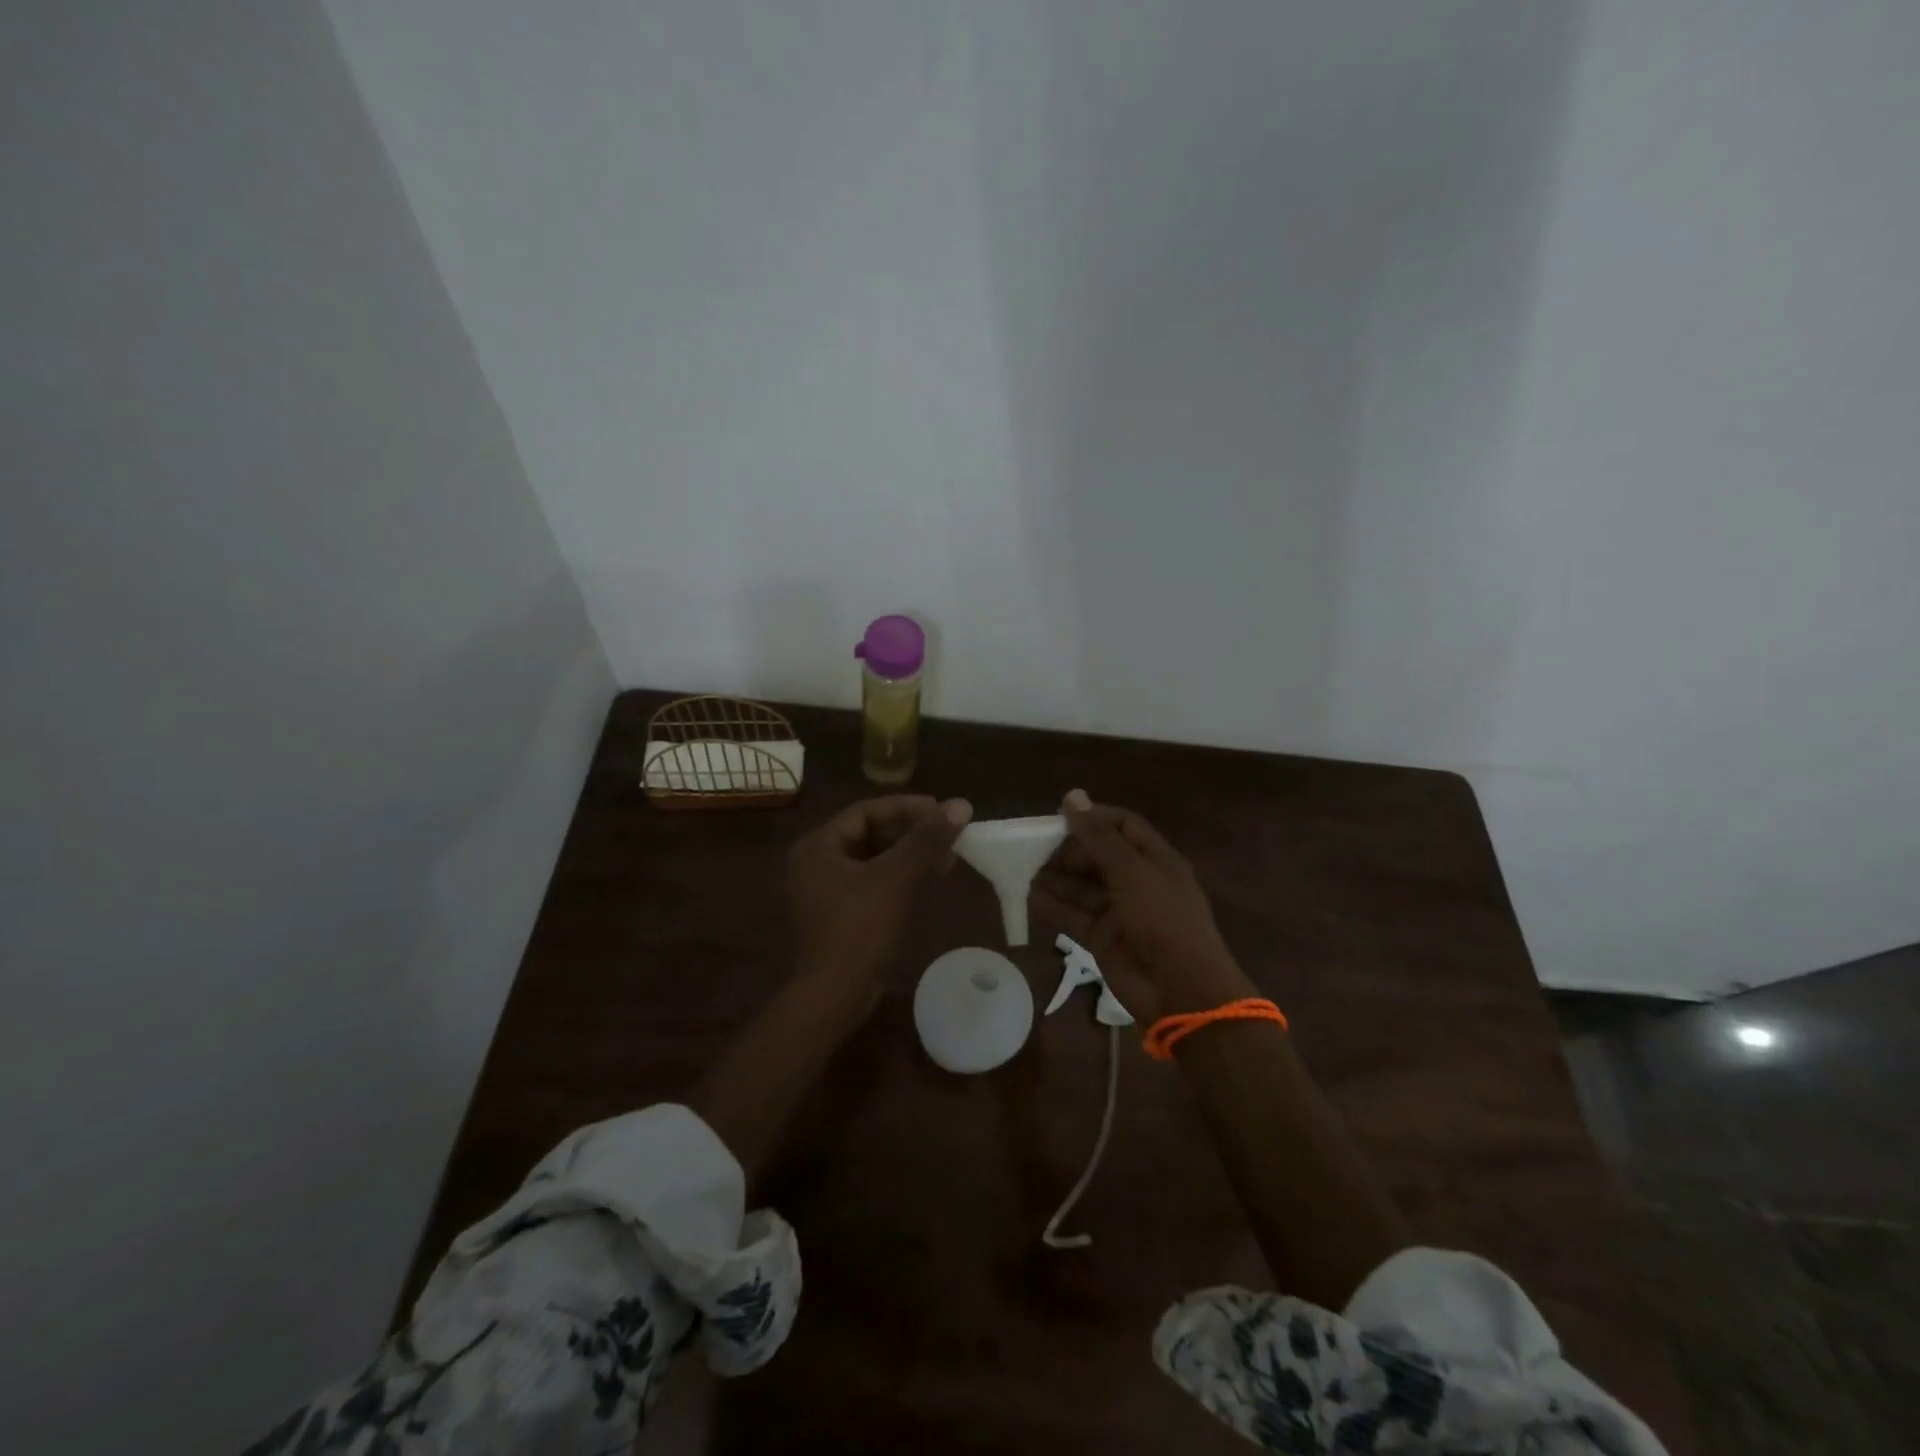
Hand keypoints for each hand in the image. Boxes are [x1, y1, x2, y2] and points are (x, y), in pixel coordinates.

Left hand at [786, 794, 972, 986]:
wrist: (834, 995)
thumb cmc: (859, 929)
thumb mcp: (895, 878)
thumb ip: (926, 840)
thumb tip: (961, 805)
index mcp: (817, 846)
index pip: (865, 811)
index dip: (906, 807)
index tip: (941, 810)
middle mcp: (816, 862)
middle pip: (870, 833)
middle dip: (912, 833)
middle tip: (949, 834)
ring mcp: (826, 890)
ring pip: (875, 858)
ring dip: (910, 854)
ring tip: (948, 856)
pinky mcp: (840, 913)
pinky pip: (874, 881)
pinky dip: (901, 876)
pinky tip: (929, 876)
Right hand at [1032, 789, 1253, 1021]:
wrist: (1180, 989)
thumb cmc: (1162, 919)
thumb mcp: (1131, 871)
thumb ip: (1098, 837)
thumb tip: (1072, 796)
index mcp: (1155, 858)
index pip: (1123, 825)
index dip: (1093, 817)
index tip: (1059, 816)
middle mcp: (1137, 881)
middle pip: (1099, 855)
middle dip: (1069, 849)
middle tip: (1037, 847)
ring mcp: (1120, 911)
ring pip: (1083, 886)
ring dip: (1056, 878)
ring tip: (1024, 869)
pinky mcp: (1103, 938)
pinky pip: (1074, 916)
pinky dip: (1053, 906)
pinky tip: (1029, 897)